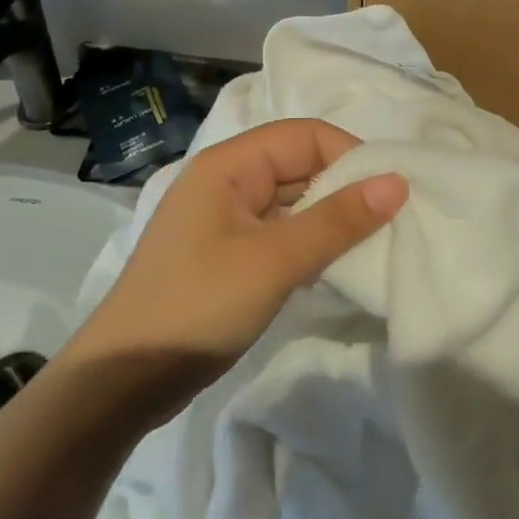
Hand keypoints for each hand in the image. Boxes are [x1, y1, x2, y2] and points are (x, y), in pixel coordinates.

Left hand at [59, 119, 407, 420]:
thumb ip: (337, 220)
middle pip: (300, 164)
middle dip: (344, 188)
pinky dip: (309, 242)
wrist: (120, 383)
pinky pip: (280, 231)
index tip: (390, 193)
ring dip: (329, 218)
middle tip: (389, 222)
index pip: (305, 136)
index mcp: (229, 165)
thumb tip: (398, 182)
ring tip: (369, 244)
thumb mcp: (274, 262)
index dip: (350, 156)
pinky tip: (332, 267)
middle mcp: (226, 180)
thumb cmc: (196, 307)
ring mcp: (225, 218)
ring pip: (293, 200)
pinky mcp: (227, 253)